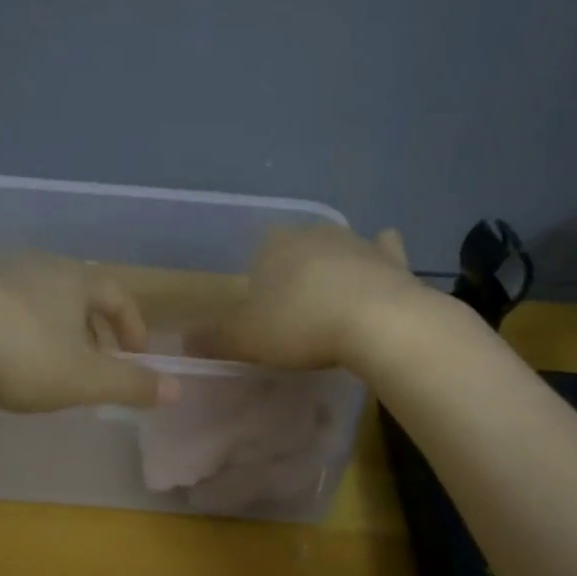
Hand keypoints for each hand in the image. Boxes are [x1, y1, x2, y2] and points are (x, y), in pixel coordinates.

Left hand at [0, 255, 177, 412]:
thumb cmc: (23, 356)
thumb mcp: (86, 379)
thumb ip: (132, 384)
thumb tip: (177, 389)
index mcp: (74, 279)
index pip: (117, 295)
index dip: (133, 326)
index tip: (137, 357)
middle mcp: (37, 266)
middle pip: (77, 292)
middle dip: (93, 328)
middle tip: (95, 362)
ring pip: (38, 298)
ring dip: (53, 327)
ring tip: (49, 362)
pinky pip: (0, 306)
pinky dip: (14, 328)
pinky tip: (1, 356)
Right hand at [188, 225, 430, 371]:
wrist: (376, 322)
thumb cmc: (300, 325)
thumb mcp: (247, 339)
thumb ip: (215, 339)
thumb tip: (184, 341)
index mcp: (274, 246)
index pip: (260, 255)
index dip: (260, 283)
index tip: (264, 313)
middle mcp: (314, 234)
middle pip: (298, 250)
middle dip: (296, 274)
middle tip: (296, 312)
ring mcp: (357, 243)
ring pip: (339, 250)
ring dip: (335, 268)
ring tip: (333, 302)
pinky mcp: (392, 260)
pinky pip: (384, 252)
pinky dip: (381, 258)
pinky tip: (380, 268)